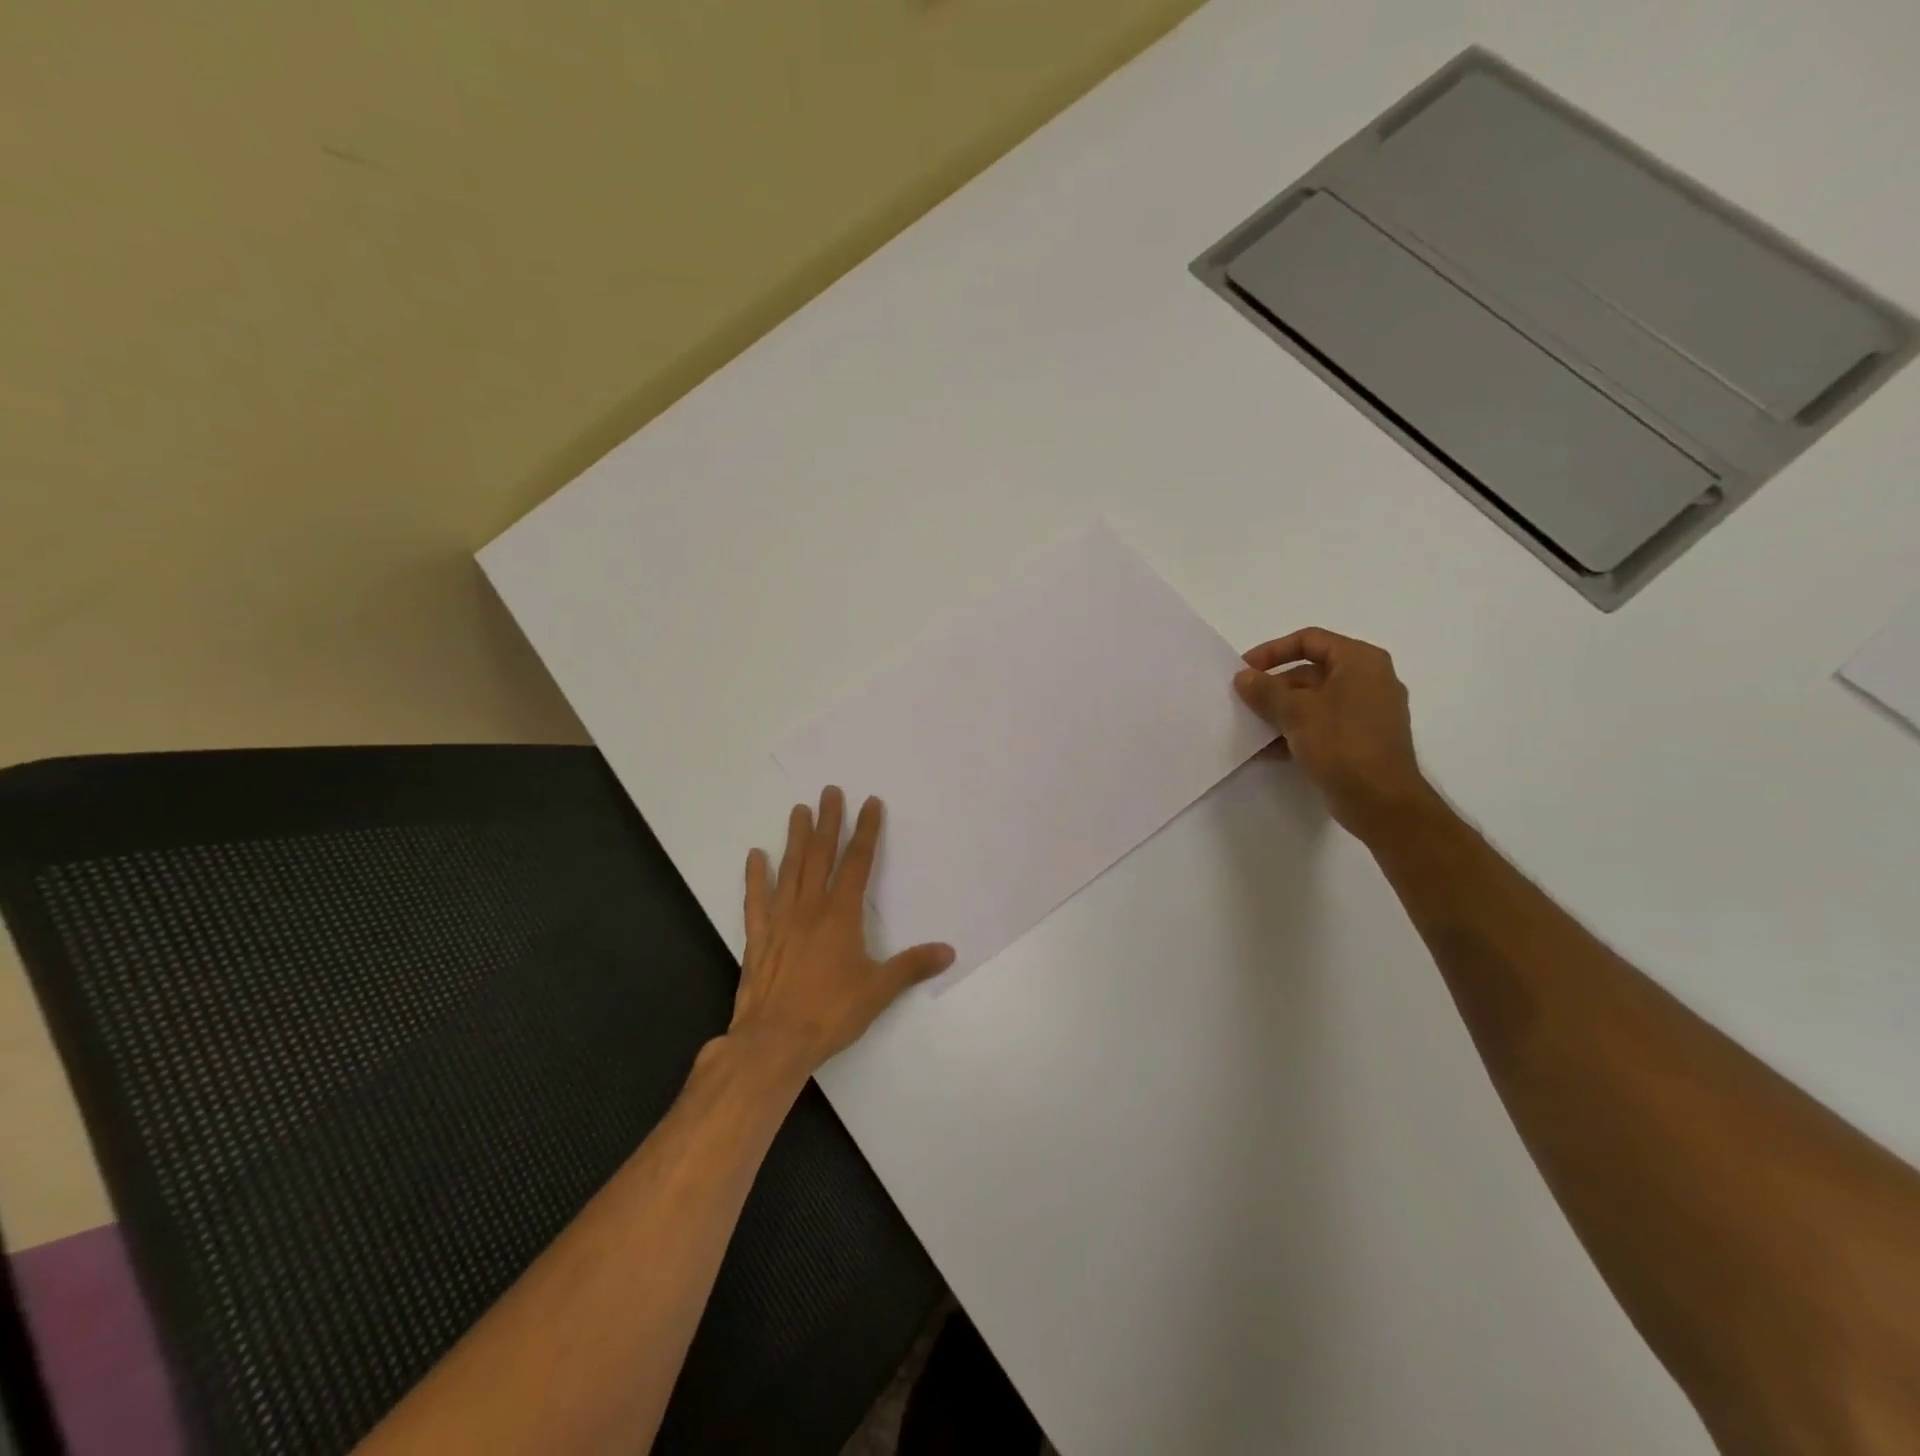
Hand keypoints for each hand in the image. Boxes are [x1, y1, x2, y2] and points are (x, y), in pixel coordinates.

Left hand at [729, 786, 954, 1080]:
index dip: (865, 831)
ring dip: (795, 838)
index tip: (869, 803)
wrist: (774, 1041)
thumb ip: (912, 966)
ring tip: (798, 810)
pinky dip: (755, 876)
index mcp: (841, 915)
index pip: (857, 862)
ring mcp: (780, 919)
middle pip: (820, 855)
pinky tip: (755, 855)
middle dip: (828, 821)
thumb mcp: (879, 990)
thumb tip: (948, 951)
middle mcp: (810, 908)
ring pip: (790, 869)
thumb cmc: (831, 1012)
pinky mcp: (758, 937)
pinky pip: (756, 899)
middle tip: (829, 791)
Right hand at [1234, 627, 1438, 839]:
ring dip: (1281, 712)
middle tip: (1244, 701)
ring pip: (1315, 701)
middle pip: (1311, 671)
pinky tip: (1269, 751)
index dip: (1272, 651)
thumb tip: (1244, 677)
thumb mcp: (1295, 712)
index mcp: (1360, 661)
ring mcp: (1368, 711)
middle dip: (1274, 687)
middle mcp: (1369, 679)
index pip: (1309, 640)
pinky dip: (1297, 731)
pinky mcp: (1363, 739)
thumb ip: (1265, 690)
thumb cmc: (1341, 743)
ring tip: (1252, 727)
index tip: (1245, 669)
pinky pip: (1324, 725)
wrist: (1380, 800)